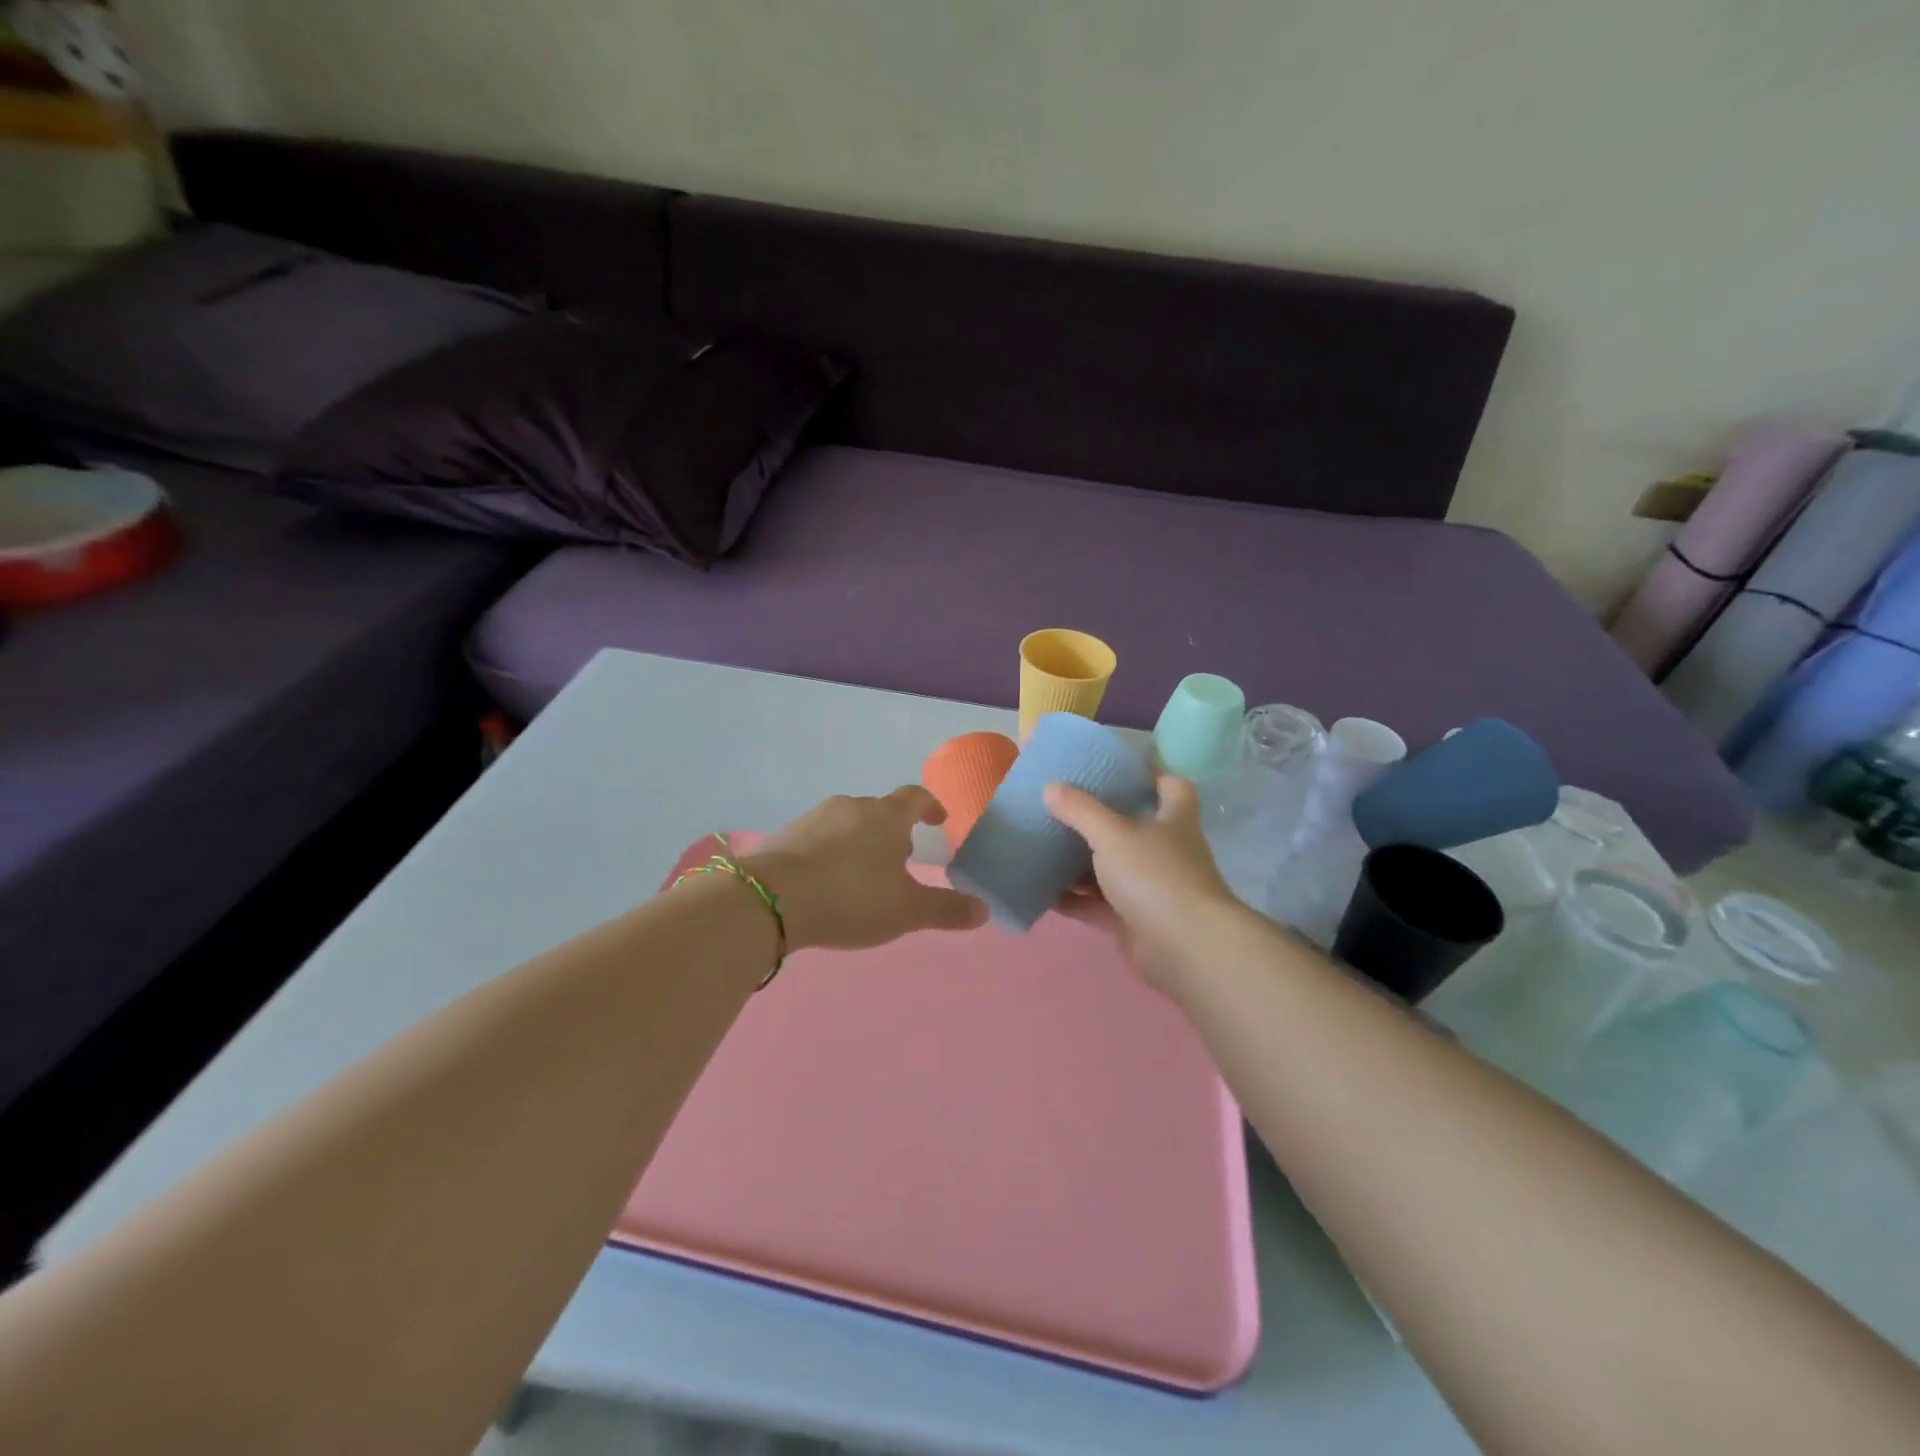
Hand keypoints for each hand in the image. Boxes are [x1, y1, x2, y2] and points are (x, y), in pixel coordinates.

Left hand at [742, 787, 987, 951]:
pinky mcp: (785, 834)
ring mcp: (815, 817)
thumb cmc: (851, 898)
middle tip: (900, 861)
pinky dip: (830, 853)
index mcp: (886, 817)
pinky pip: (818, 838)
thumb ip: (946, 910)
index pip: (915, 798)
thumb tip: (984, 910)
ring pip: (848, 823)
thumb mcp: (906, 911)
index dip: (930, 807)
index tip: (937, 820)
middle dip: (893, 832)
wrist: (771, 899)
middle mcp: (851, 807)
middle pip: (880, 811)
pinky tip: (826, 882)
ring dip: (861, 842)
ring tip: (862, 875)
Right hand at [1043, 774, 1242, 990]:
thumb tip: (1050, 787)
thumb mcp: (1113, 834)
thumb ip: (1081, 811)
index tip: (1117, 768)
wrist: (1185, 949)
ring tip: (1045, 848)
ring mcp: (1151, 888)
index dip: (1151, 774)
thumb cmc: (1156, 876)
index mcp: (1173, 820)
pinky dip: (1075, 900)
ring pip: (1112, 869)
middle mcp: (1165, 851)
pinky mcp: (1134, 921)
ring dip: (1082, 863)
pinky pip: (1098, 905)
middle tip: (1064, 807)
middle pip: (1134, 828)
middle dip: (1101, 820)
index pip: (1171, 786)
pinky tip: (1044, 893)